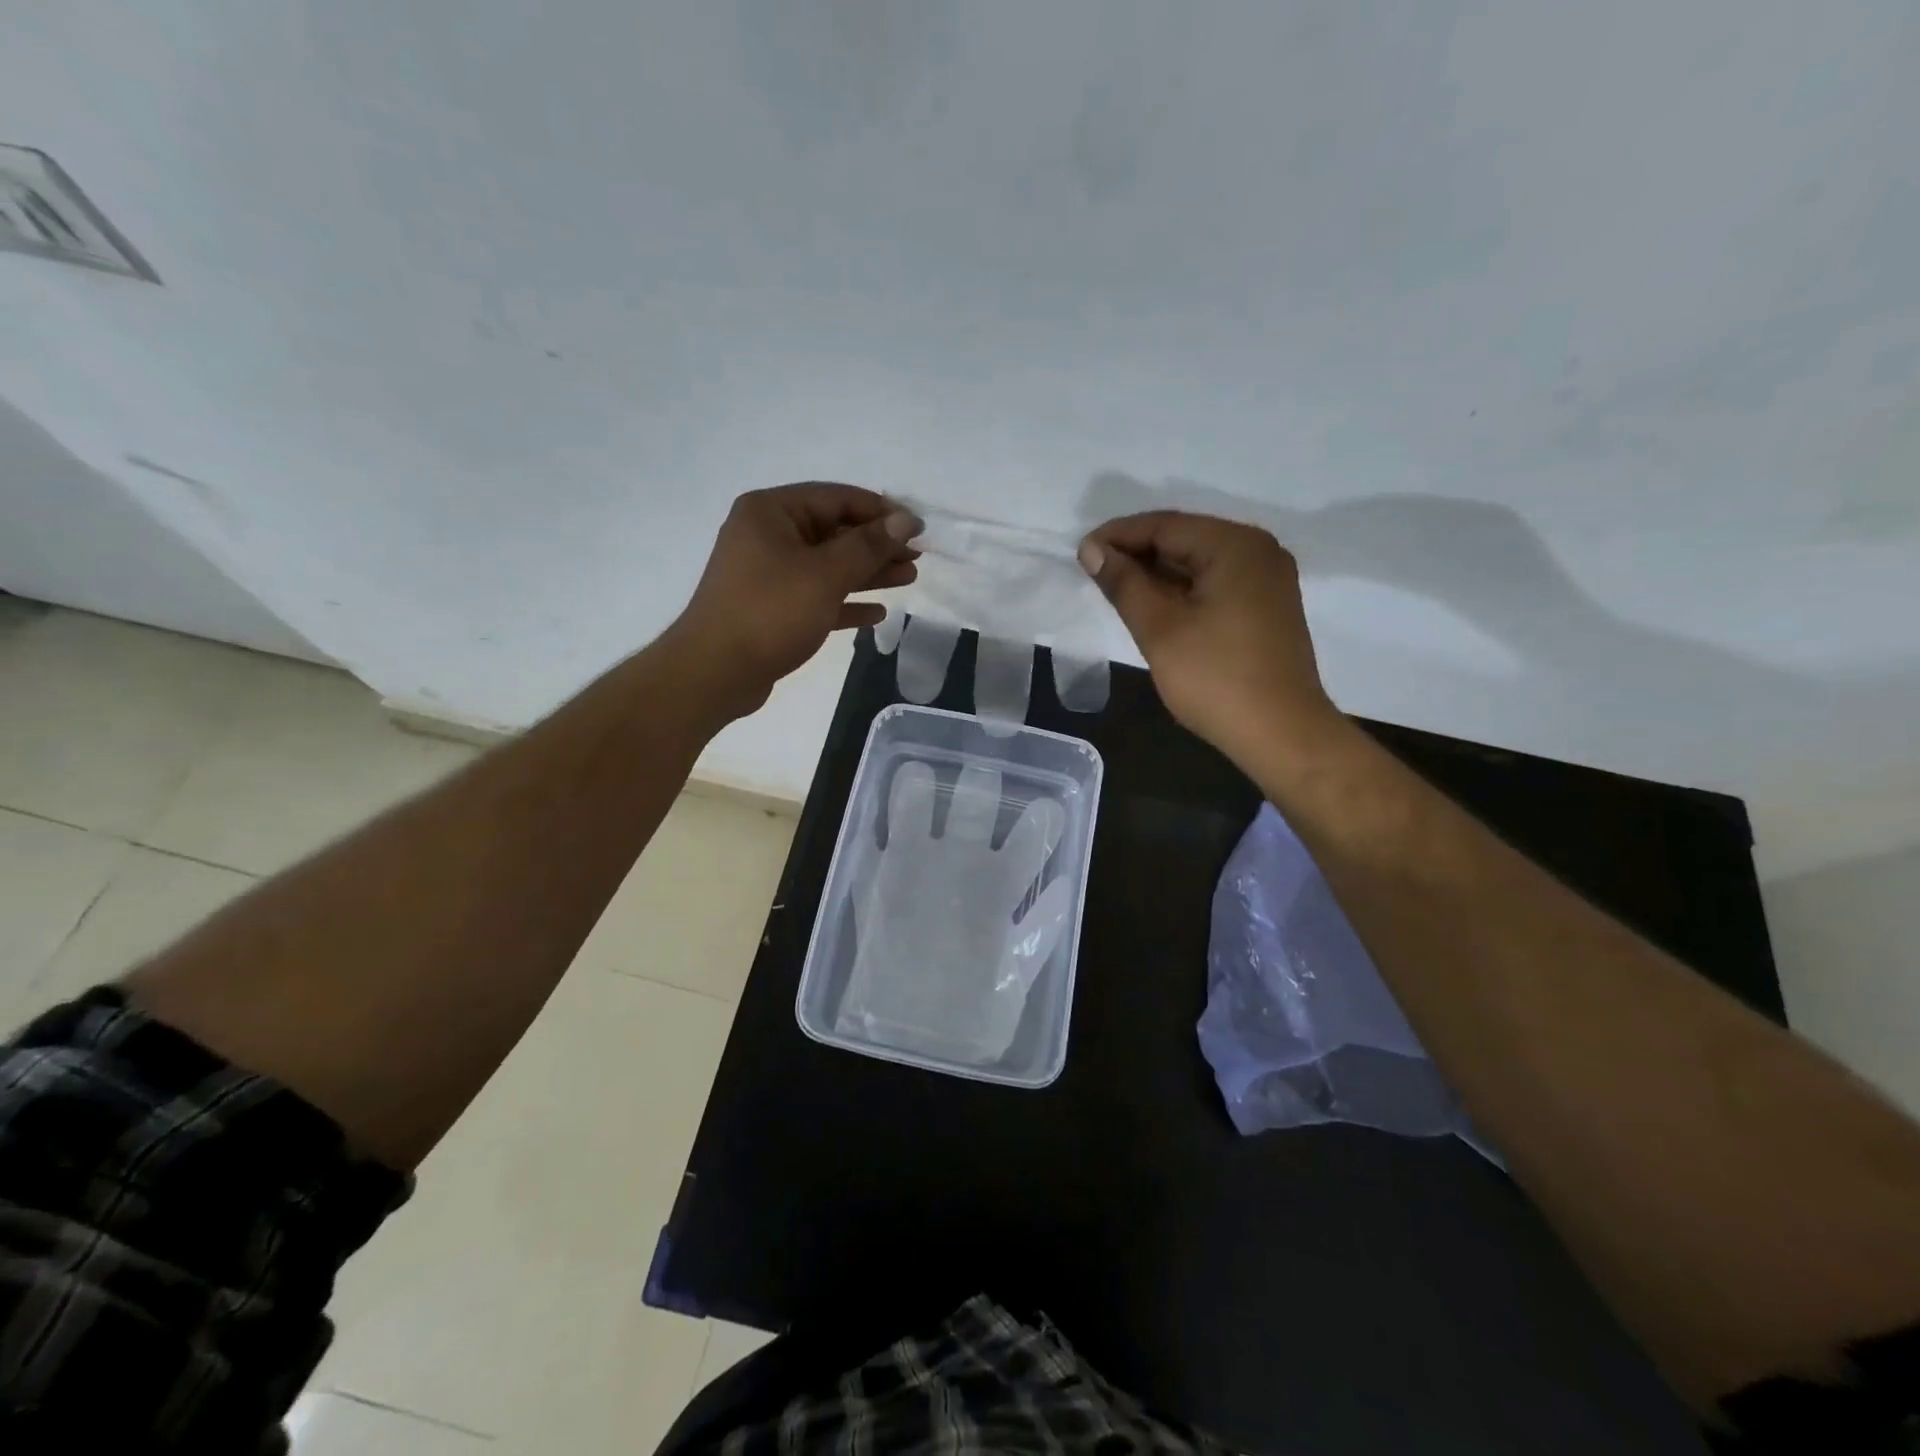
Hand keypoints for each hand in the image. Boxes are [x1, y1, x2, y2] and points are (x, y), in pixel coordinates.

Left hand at [670, 483, 919, 717]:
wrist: (715, 673)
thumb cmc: (770, 612)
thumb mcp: (825, 574)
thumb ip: (869, 545)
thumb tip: (906, 519)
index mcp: (771, 512)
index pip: (836, 498)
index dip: (881, 511)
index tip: (917, 527)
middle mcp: (767, 536)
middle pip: (834, 532)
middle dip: (877, 545)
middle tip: (917, 556)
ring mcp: (769, 574)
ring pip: (829, 566)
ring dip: (868, 572)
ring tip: (909, 578)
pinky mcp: (773, 609)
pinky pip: (818, 597)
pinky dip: (847, 602)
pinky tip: (877, 612)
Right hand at [1079, 510, 1343, 762]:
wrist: (1281, 734)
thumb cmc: (1215, 679)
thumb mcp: (1159, 628)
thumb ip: (1124, 583)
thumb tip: (1092, 550)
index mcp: (1235, 546)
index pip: (1165, 525)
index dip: (1118, 536)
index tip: (1081, 553)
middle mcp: (1258, 551)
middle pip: (1185, 539)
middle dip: (1137, 553)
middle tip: (1094, 573)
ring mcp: (1267, 579)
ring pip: (1199, 562)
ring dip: (1157, 573)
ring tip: (1116, 590)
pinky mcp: (1267, 606)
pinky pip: (1215, 583)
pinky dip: (1182, 590)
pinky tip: (1154, 606)